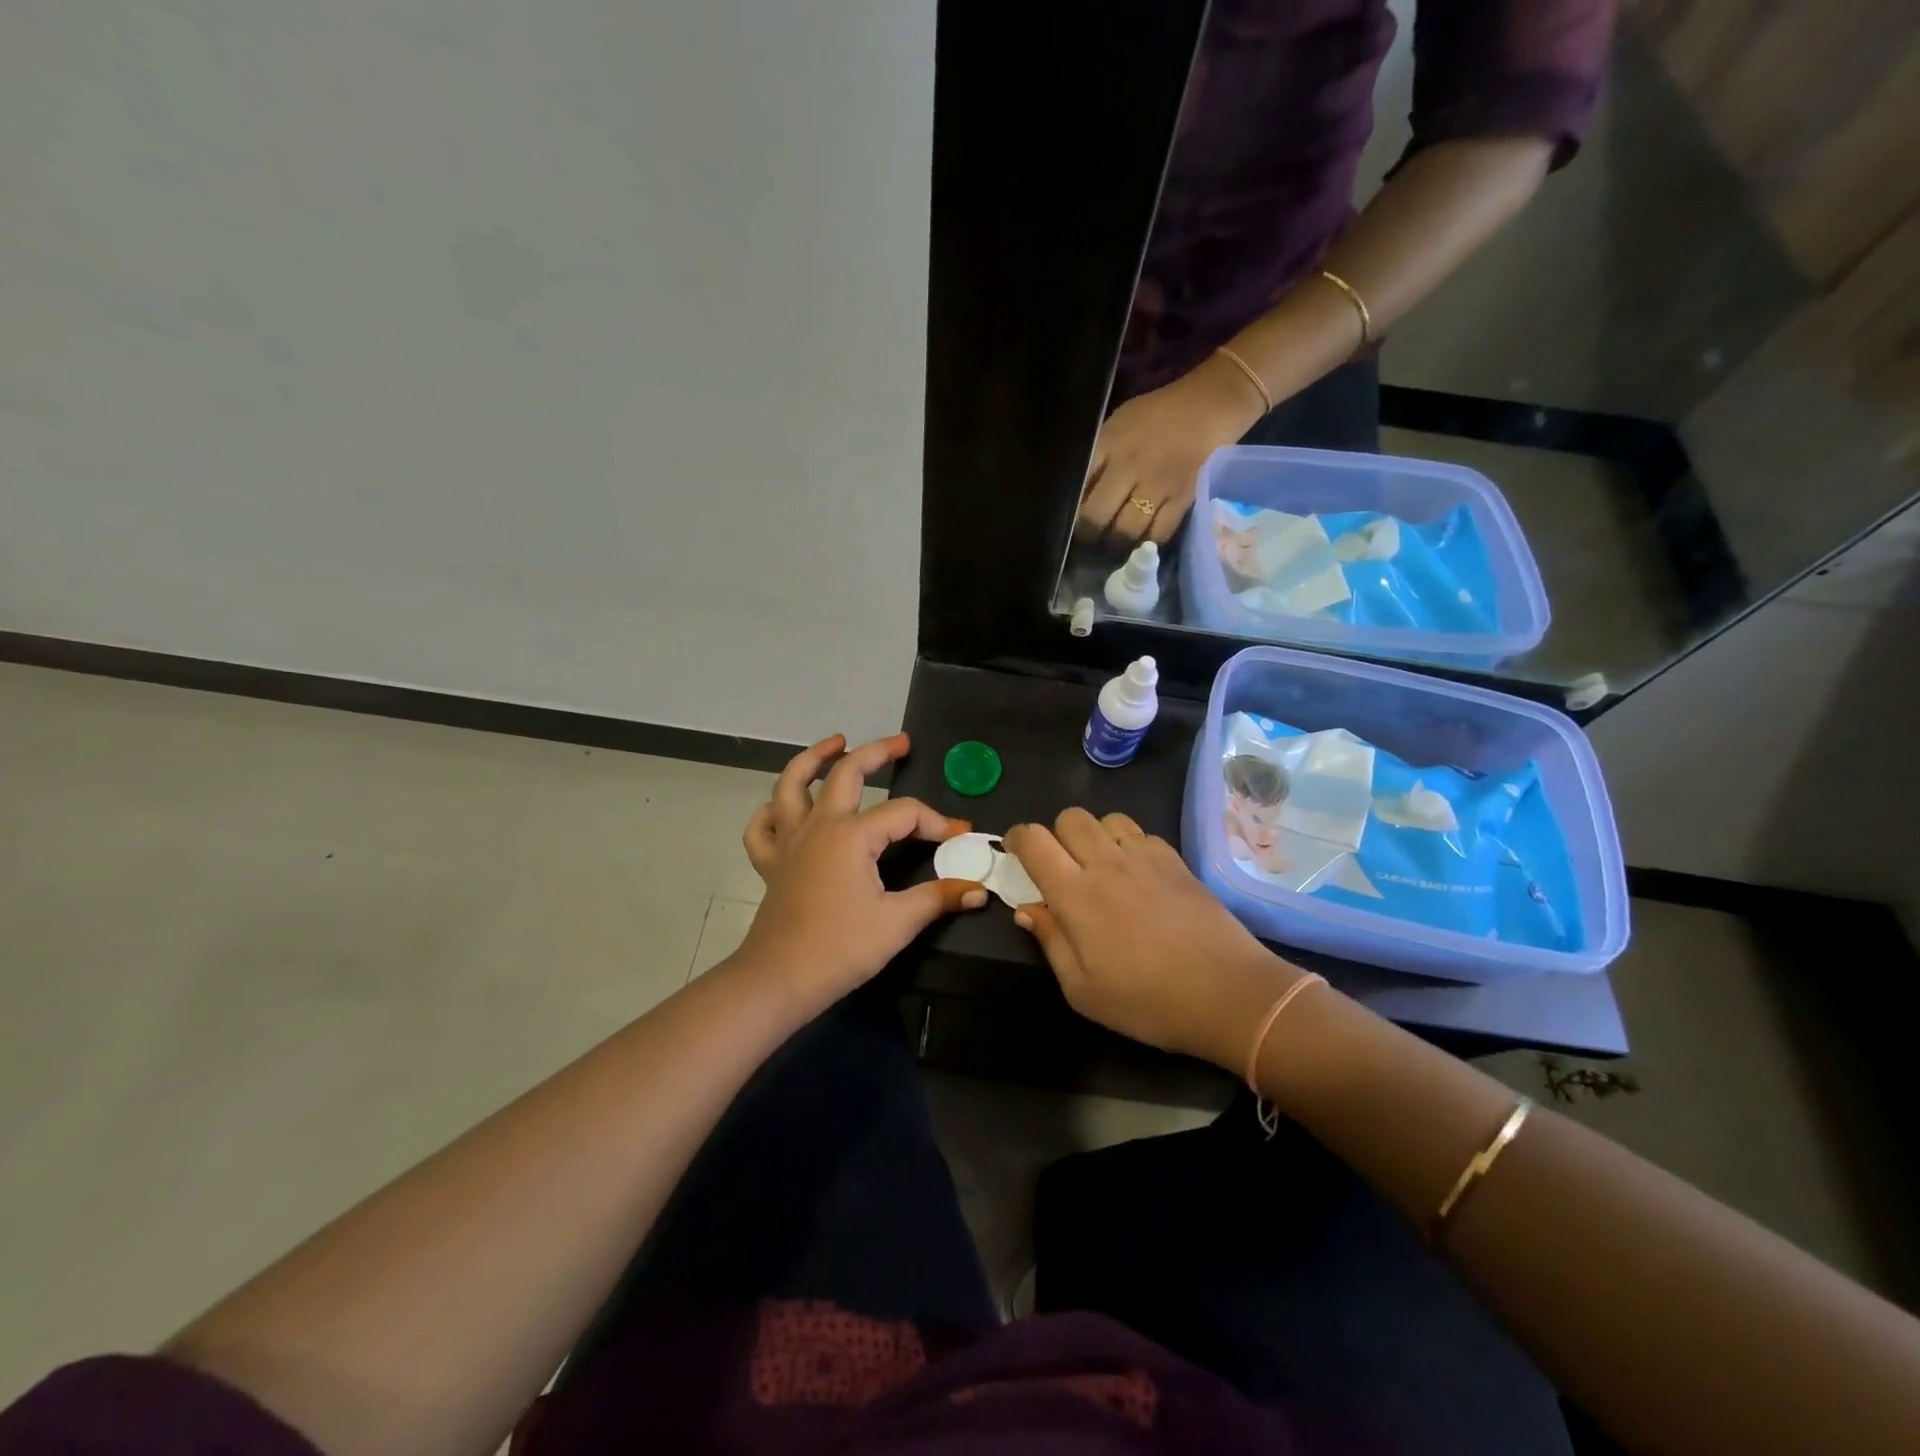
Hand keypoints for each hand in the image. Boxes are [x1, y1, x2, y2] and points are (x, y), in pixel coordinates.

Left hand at [737, 733, 987, 1011]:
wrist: (779, 980)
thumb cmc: (840, 949)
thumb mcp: (897, 923)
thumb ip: (938, 898)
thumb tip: (979, 889)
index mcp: (852, 835)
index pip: (904, 813)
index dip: (936, 821)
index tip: (960, 835)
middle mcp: (819, 826)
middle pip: (846, 773)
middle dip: (876, 752)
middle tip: (901, 743)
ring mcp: (789, 842)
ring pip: (792, 785)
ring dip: (813, 759)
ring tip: (834, 743)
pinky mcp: (771, 864)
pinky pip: (763, 828)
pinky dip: (771, 812)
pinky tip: (783, 808)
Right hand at [1004, 809, 1301, 1070]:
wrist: (1227, 993)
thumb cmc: (1147, 1001)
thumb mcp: (1083, 990)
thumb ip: (1051, 942)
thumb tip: (1027, 909)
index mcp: (1076, 894)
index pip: (1034, 841)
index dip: (1018, 837)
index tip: (1016, 850)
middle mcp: (1106, 863)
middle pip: (1070, 817)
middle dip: (1055, 833)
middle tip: (1060, 865)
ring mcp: (1145, 857)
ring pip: (1107, 818)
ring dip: (1094, 834)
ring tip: (1100, 864)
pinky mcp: (1176, 861)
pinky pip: (1141, 833)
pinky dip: (1129, 843)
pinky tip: (1137, 873)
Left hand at [1077, 355, 1265, 544]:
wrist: (1210, 403)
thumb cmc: (1157, 415)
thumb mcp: (1118, 425)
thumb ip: (1098, 458)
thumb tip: (1078, 496)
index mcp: (1109, 444)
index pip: (1078, 487)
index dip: (1070, 510)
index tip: (1071, 520)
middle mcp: (1130, 465)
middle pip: (1097, 516)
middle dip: (1090, 534)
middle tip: (1092, 536)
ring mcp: (1159, 483)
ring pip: (1125, 530)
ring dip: (1117, 541)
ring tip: (1116, 539)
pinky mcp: (1184, 497)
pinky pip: (1158, 533)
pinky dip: (1147, 541)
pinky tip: (1143, 537)